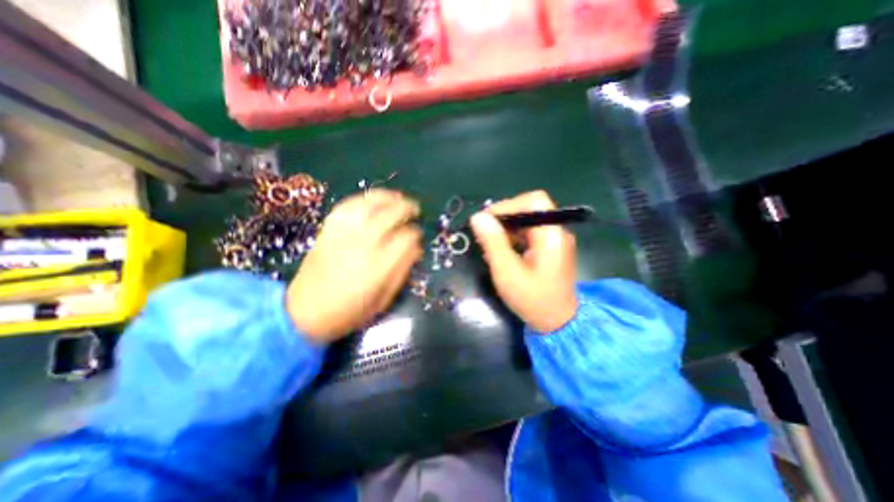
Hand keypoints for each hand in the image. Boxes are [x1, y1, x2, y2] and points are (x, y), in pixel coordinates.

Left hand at [288, 190, 423, 343]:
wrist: (303, 313)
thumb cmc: (349, 312)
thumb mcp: (383, 300)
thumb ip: (401, 272)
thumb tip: (416, 248)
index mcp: (378, 267)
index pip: (405, 239)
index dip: (415, 234)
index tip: (418, 235)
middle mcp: (362, 246)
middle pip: (389, 215)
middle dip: (406, 208)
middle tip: (415, 209)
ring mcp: (342, 235)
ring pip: (368, 205)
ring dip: (387, 197)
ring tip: (398, 197)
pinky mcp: (327, 231)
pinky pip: (346, 207)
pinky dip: (362, 199)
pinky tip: (373, 199)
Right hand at [469, 191, 580, 332]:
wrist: (557, 323)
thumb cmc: (532, 300)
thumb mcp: (507, 272)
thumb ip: (493, 243)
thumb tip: (478, 217)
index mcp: (551, 235)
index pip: (534, 201)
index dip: (508, 205)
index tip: (486, 220)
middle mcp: (557, 232)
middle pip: (530, 209)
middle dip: (504, 217)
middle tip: (485, 233)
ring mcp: (554, 240)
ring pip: (527, 221)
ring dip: (507, 228)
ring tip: (490, 244)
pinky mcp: (550, 248)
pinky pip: (529, 233)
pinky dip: (513, 237)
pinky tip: (502, 251)